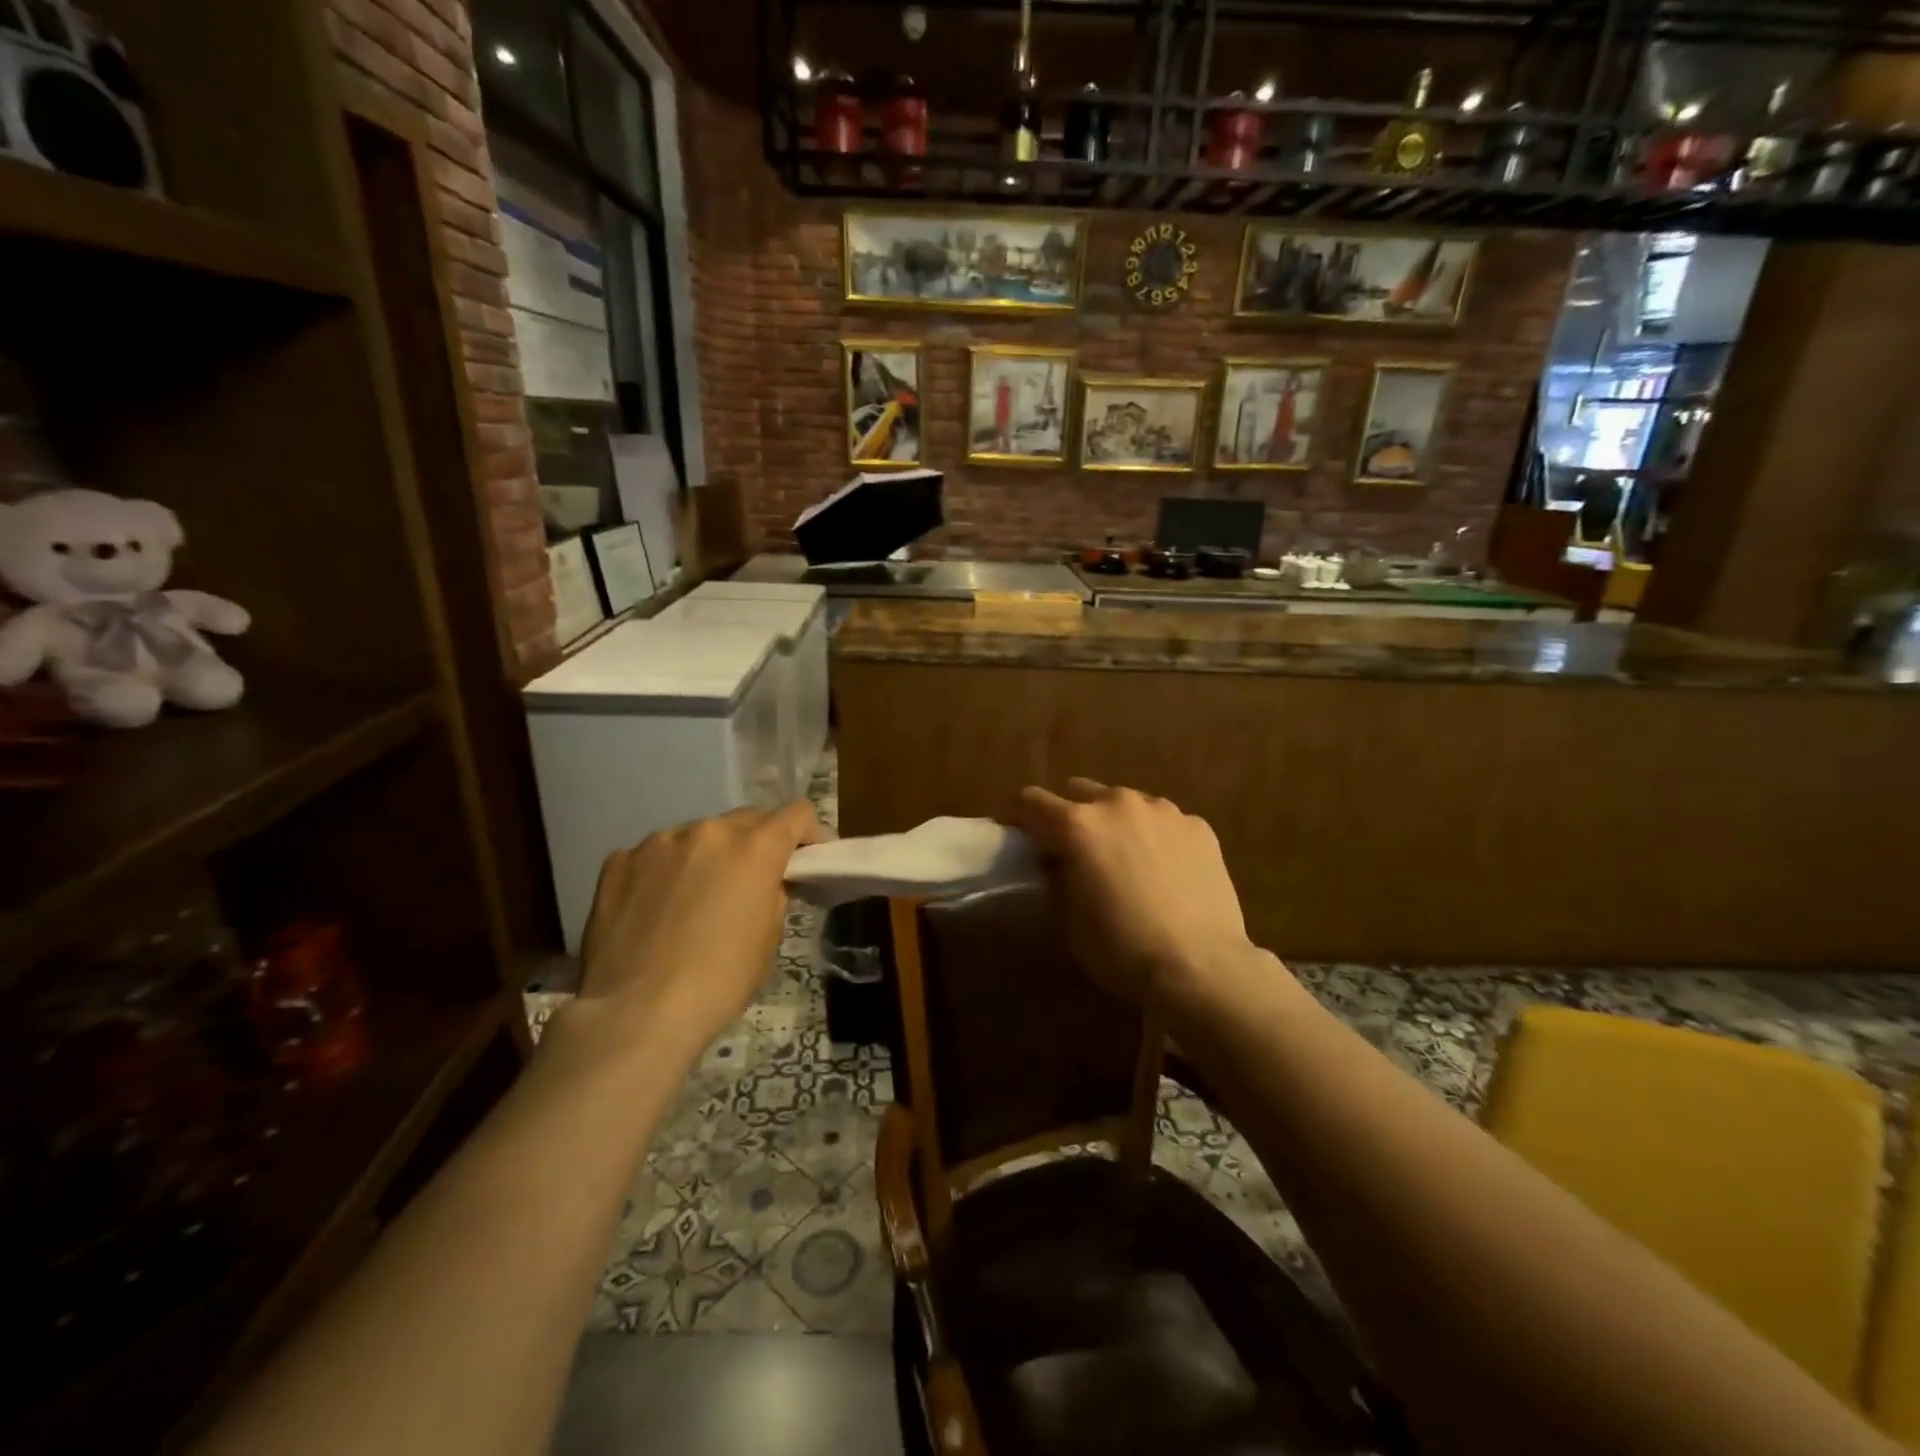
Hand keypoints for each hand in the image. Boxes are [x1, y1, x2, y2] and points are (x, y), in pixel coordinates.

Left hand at [579, 802, 822, 1053]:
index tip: (801, 861)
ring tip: (693, 900)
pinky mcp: (618, 861)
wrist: (636, 1013)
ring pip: (697, 836)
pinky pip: (653, 856)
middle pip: (746, 820)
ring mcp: (658, 842)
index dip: (806, 834)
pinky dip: (663, 872)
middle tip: (748, 884)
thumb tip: (764, 882)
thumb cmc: (719, 981)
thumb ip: (772, 893)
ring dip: (706, 857)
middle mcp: (708, 832)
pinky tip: (654, 910)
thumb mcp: (769, 938)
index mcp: (755, 848)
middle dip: (755, 844)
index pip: (796, 813)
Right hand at [1013, 778, 1270, 1018]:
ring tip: (1125, 858)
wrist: (1200, 967)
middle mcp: (1117, 803)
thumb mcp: (1069, 920)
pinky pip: (1163, 820)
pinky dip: (1154, 836)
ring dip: (1114, 822)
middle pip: (1078, 791)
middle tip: (1074, 849)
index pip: (1030, 801)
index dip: (1017, 816)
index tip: (1016, 834)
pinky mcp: (1198, 825)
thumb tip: (1058, 862)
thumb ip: (1057, 878)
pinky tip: (1164, 870)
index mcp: (1077, 825)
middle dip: (1069, 814)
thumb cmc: (1122, 949)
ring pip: (1124, 801)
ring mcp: (1163, 810)